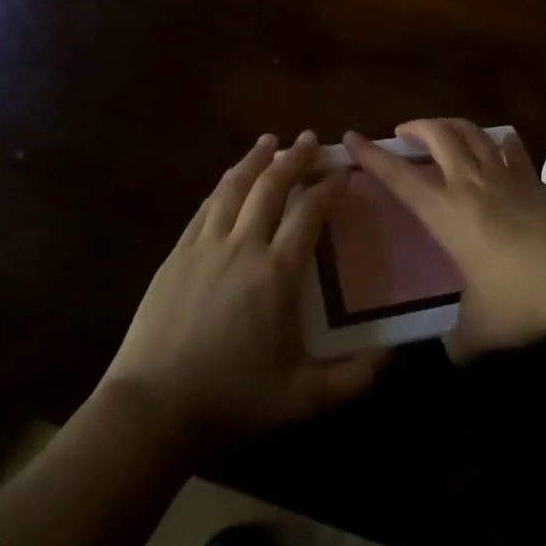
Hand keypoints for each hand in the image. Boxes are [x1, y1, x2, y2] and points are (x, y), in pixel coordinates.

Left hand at [101, 132, 385, 451]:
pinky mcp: (177, 255)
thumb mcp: (302, 398)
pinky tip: (230, 179)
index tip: (342, 172)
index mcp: (277, 273)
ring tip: (270, 141)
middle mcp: (243, 246)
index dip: (328, 187)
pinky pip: (206, 207)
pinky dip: (224, 185)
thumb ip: (352, 379)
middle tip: (310, 139)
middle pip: (271, 186)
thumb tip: (392, 358)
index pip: (309, 213)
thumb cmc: (232, 399)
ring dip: (255, 159)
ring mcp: (205, 246)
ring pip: (234, 187)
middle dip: (294, 158)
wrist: (153, 407)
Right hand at [346, 119, 545, 362]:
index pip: (400, 177)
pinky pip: (512, 151)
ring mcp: (510, 177)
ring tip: (444, 131)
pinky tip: (501, 145)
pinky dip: (499, 143)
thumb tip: (454, 353)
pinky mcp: (540, 181)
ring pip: (474, 133)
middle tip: (403, 131)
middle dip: (416, 127)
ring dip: (453, 125)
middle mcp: (473, 184)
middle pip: (439, 135)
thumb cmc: (523, 298)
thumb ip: (461, 340)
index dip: (372, 156)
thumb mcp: (483, 328)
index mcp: (448, 212)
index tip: (351, 137)